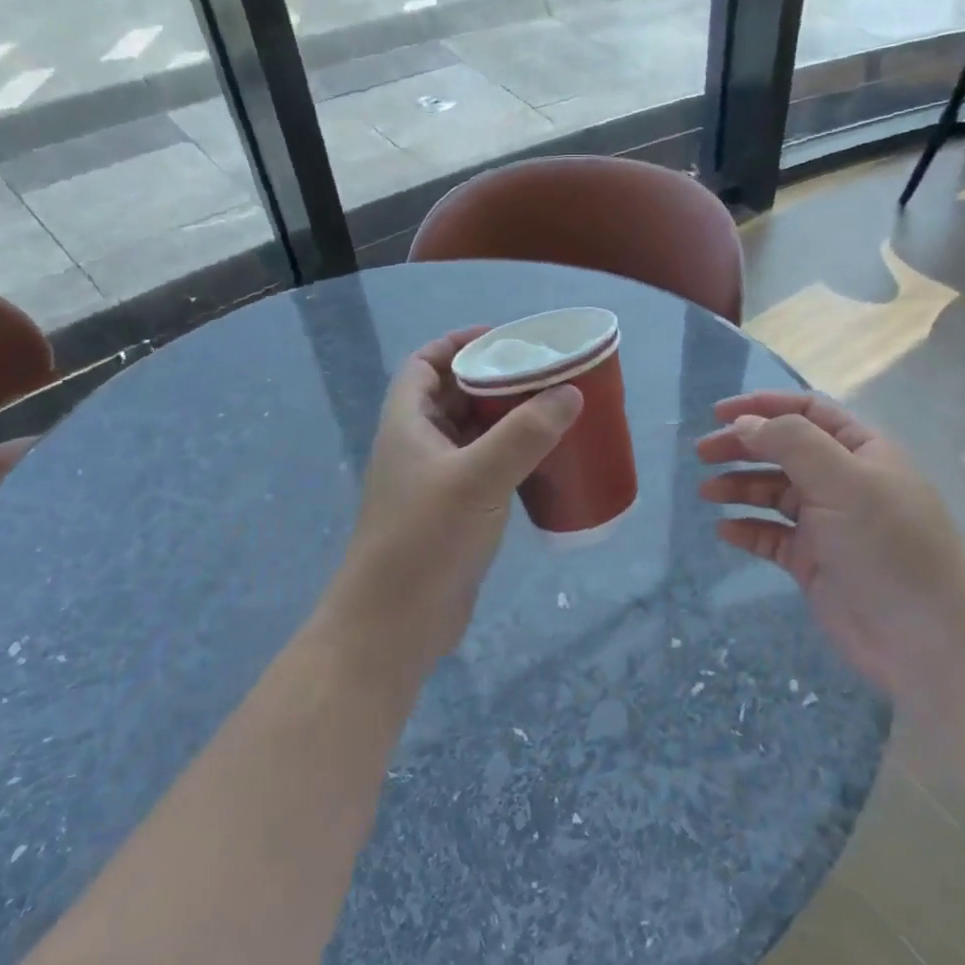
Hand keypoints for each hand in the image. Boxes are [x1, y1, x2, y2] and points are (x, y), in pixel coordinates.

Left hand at [328, 329, 582, 670]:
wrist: (393, 625)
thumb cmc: (425, 540)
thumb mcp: (477, 479)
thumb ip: (524, 434)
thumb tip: (570, 394)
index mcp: (408, 424)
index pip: (425, 364)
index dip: (458, 344)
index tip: (504, 339)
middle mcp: (416, 447)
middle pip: (453, 397)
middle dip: (493, 381)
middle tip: (543, 375)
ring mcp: (433, 484)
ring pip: (470, 436)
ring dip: (505, 421)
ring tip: (552, 411)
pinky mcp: (452, 515)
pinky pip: (483, 471)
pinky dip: (509, 459)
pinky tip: (543, 463)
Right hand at [696, 392, 964, 699]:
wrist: (922, 637)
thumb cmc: (887, 544)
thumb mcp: (843, 480)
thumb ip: (792, 442)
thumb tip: (744, 424)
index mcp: (861, 451)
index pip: (808, 412)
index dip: (763, 406)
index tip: (718, 414)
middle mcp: (844, 481)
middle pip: (784, 450)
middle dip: (743, 446)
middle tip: (702, 453)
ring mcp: (828, 523)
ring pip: (774, 493)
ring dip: (740, 486)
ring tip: (707, 492)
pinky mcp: (813, 562)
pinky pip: (772, 536)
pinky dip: (748, 529)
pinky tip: (726, 531)